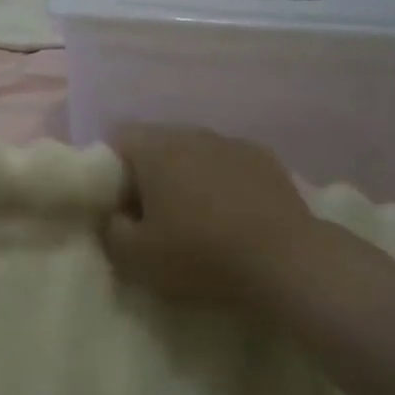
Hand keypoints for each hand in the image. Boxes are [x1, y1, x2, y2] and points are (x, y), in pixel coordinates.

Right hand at [103, 125, 316, 308]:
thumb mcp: (134, 257)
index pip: (116, 140)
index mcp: (155, 148)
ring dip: (187, 178)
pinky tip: (232, 217)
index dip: (109, 172)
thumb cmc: (199, 254)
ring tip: (196, 219)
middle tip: (153, 217)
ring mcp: (233, 143)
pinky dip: (222, 184)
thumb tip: (115, 215)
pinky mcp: (266, 159)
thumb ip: (110, 230)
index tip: (118, 207)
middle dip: (149, 175)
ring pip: (195, 154)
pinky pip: (228, 165)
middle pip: (156, 145)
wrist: (285, 261)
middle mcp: (192, 133)